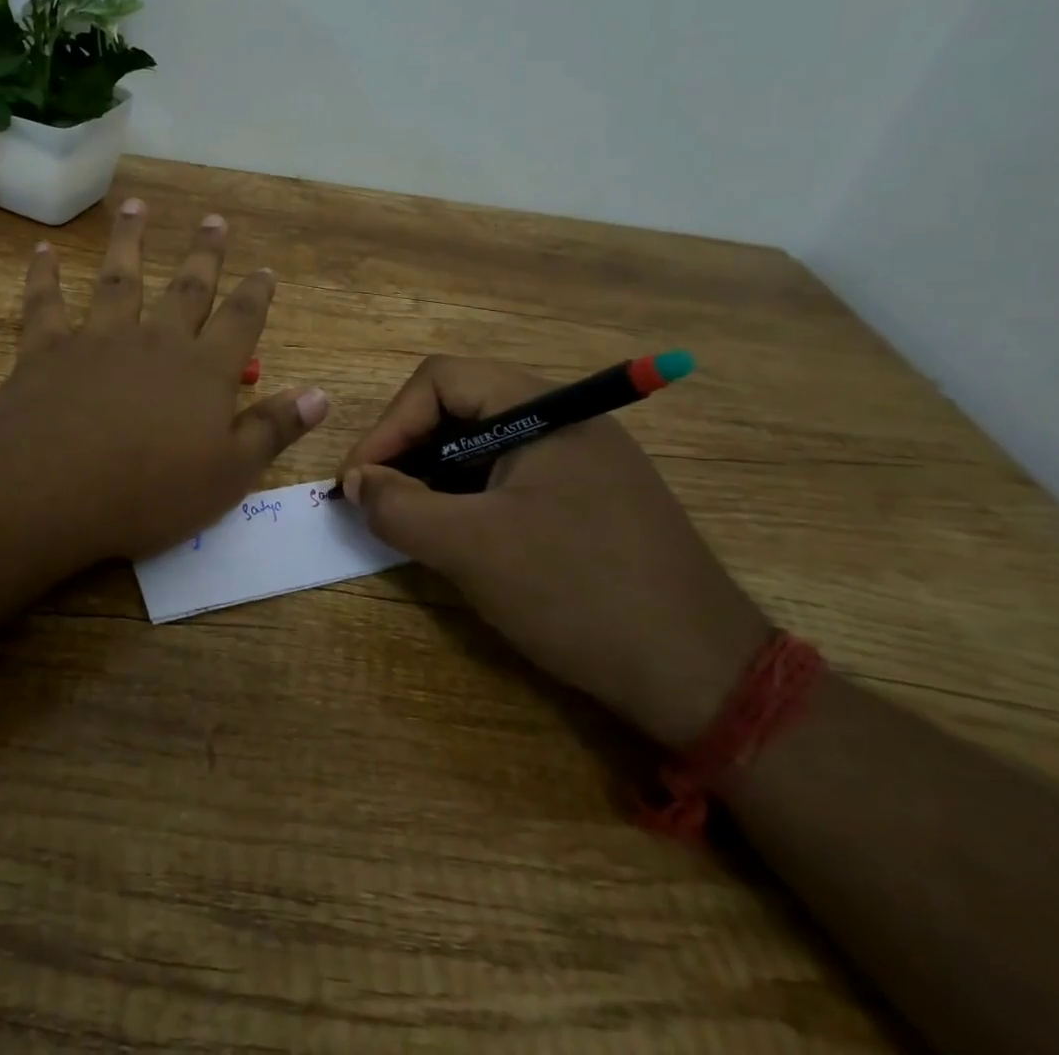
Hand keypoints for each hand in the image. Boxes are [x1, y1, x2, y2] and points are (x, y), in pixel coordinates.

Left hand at [0, 199, 328, 565]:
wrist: (52, 488)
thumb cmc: (150, 491)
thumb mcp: (229, 474)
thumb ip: (273, 429)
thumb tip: (321, 395)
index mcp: (203, 370)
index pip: (240, 321)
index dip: (256, 294)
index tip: (265, 268)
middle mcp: (156, 341)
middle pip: (187, 289)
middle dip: (204, 254)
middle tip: (213, 220)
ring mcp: (99, 339)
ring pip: (119, 279)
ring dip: (129, 242)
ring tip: (136, 207)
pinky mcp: (48, 350)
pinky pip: (46, 304)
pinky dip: (45, 276)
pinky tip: (43, 252)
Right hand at [339, 357, 771, 749]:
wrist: (704, 678)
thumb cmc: (578, 593)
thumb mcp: (472, 549)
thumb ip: (398, 507)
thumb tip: (354, 483)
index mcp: (543, 408)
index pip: (440, 381)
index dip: (389, 425)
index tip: (359, 482)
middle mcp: (564, 420)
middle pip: (460, 408)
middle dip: (408, 452)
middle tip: (377, 503)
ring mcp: (581, 460)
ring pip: (482, 447)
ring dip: (435, 479)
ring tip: (411, 525)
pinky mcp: (588, 499)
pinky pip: (510, 479)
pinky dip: (470, 500)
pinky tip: (459, 540)